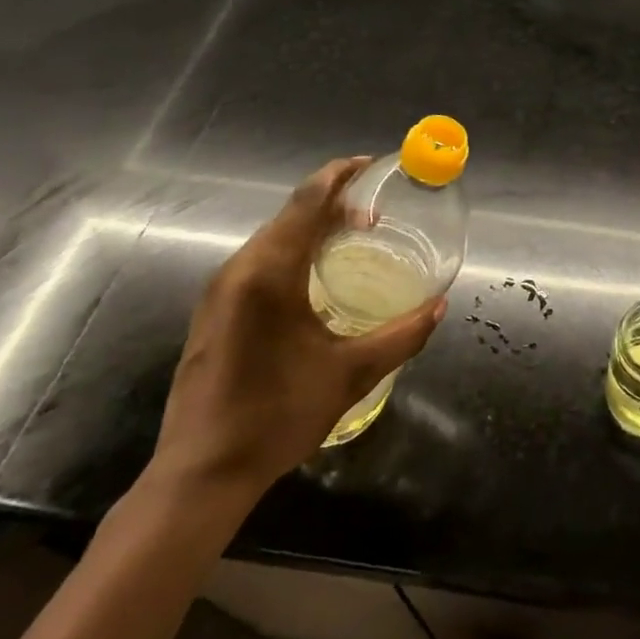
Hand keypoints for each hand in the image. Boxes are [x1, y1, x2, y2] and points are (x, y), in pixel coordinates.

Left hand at [147, 157, 445, 504]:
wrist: (200, 473)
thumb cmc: (277, 416)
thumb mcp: (351, 374)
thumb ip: (402, 335)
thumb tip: (440, 306)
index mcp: (269, 274)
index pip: (307, 201)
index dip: (340, 175)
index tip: (372, 165)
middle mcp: (238, 271)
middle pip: (289, 214)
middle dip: (332, 202)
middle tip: (375, 212)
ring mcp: (219, 291)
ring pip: (272, 237)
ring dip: (312, 227)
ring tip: (353, 237)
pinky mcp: (213, 311)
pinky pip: (258, 261)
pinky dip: (292, 250)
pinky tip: (316, 275)